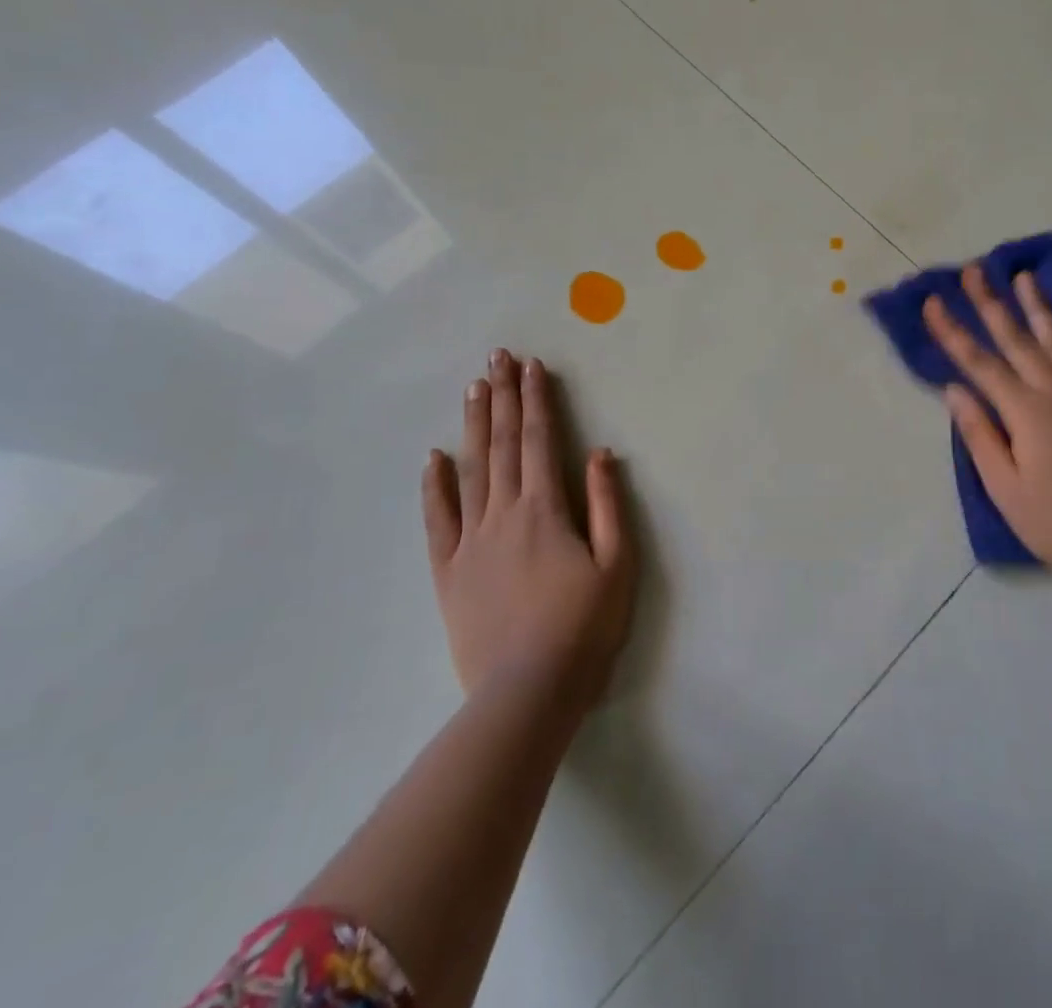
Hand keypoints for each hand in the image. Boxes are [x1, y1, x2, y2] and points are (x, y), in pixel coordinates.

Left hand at [421, 349, 635, 713]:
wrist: (528, 693)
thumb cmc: (584, 628)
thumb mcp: (617, 565)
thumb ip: (607, 505)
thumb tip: (599, 453)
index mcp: (546, 509)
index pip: (540, 440)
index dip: (536, 400)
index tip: (531, 365)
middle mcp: (503, 513)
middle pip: (502, 444)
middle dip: (503, 397)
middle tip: (497, 358)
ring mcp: (470, 541)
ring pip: (470, 470)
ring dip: (474, 426)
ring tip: (473, 389)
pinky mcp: (448, 572)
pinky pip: (437, 520)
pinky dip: (434, 486)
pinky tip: (434, 458)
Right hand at [923, 267, 1051, 581]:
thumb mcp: (1003, 486)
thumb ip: (979, 433)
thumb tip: (955, 389)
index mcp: (1024, 412)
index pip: (979, 363)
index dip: (954, 331)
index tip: (934, 302)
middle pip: (1017, 341)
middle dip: (992, 303)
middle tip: (976, 270)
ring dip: (1040, 308)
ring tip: (1025, 277)